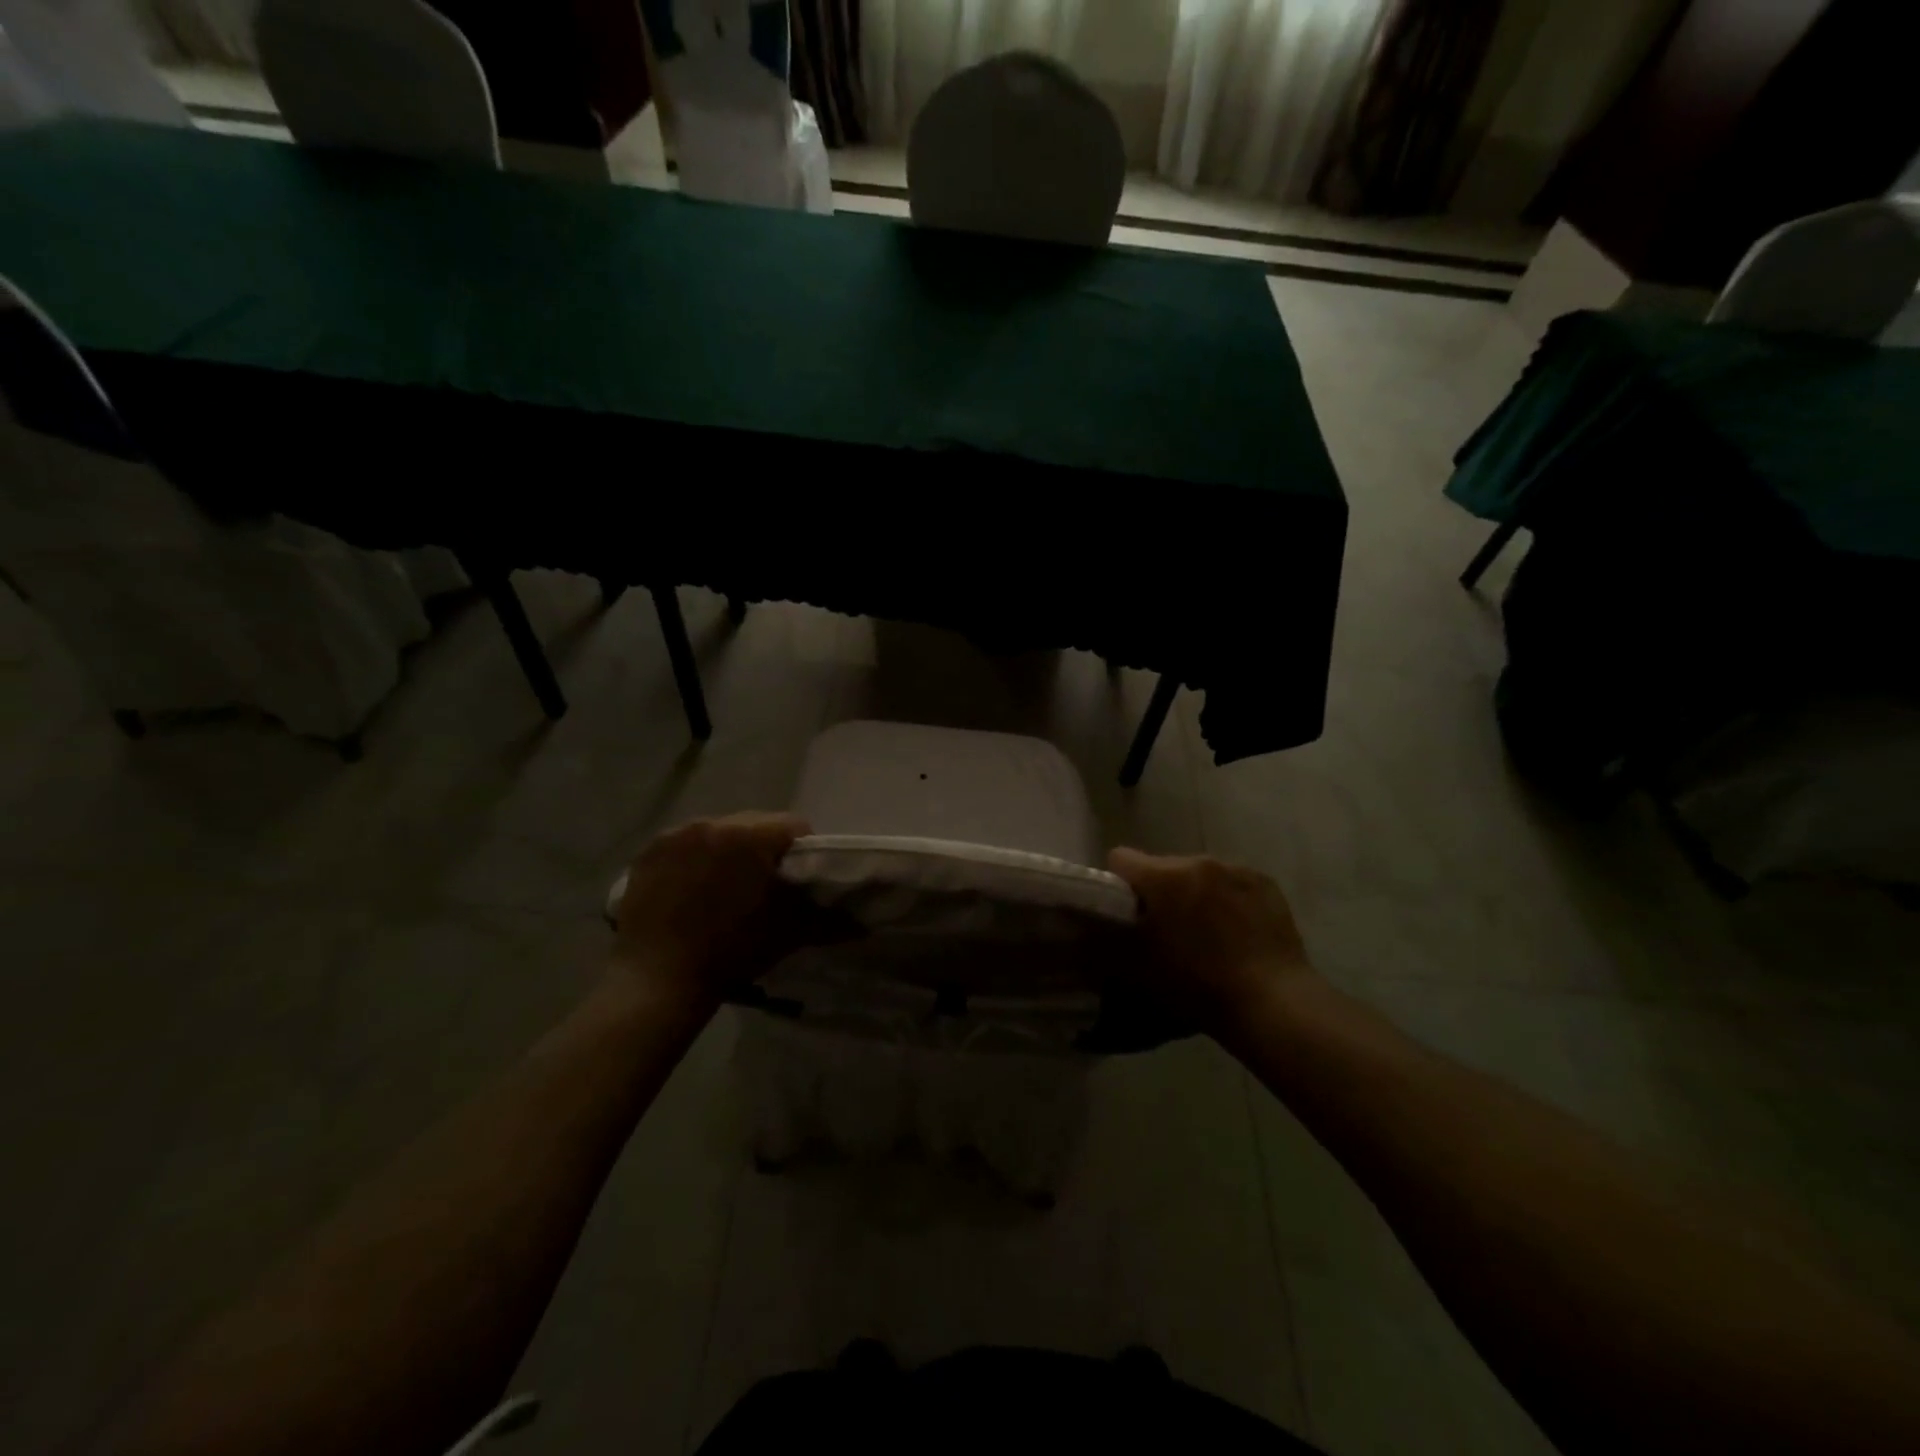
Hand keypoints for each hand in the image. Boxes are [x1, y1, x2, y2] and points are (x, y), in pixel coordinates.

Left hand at [612, 813, 815, 1006]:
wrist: (658, 980)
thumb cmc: (732, 951)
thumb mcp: (788, 933)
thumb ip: (829, 919)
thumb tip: (863, 922)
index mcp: (752, 836)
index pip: (795, 825)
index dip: (805, 850)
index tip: (800, 879)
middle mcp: (714, 822)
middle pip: (755, 824)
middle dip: (765, 848)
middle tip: (764, 885)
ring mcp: (677, 834)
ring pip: (719, 831)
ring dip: (729, 851)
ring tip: (724, 888)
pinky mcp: (649, 851)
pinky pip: (685, 844)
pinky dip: (694, 858)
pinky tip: (691, 890)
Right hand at [1107, 848, 1314, 1030]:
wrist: (1272, 1004)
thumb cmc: (1196, 985)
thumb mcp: (1136, 968)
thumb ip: (1104, 941)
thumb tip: (1080, 930)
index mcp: (1164, 876)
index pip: (1120, 858)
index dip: (1117, 884)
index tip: (1125, 914)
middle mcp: (1199, 861)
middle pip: (1163, 867)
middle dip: (1159, 892)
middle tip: (1166, 932)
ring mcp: (1237, 869)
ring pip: (1199, 875)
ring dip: (1194, 895)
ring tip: (1206, 936)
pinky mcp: (1267, 884)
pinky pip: (1233, 883)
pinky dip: (1228, 900)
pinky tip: (1237, 934)